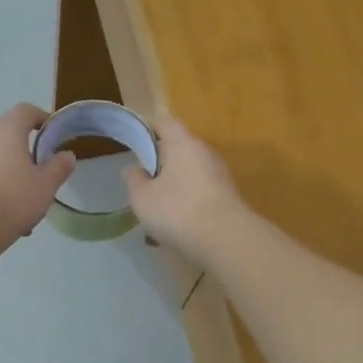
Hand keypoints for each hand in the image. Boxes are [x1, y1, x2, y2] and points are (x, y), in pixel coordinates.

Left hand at [0, 104, 74, 254]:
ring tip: (21, 206)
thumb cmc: (11, 201)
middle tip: (39, 177)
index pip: (25, 110)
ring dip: (8, 175)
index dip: (41, 118)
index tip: (52, 134)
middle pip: (7, 137)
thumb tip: (66, 155)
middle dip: (25, 154)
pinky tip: (0, 216)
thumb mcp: (45, 186)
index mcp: (6, 131)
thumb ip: (58, 168)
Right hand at [123, 115, 245, 263]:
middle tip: (142, 182)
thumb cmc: (177, 210)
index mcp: (182, 143)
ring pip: (189, 173)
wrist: (226, 240)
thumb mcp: (142, 198)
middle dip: (160, 163)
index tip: (134, 143)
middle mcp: (204, 152)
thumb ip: (134, 180)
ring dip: (173, 185)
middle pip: (178, 148)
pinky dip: (187, 202)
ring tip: (157, 209)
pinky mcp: (228, 196)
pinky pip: (200, 192)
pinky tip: (176, 226)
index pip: (164, 122)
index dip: (147, 129)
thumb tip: (134, 169)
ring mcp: (220, 174)